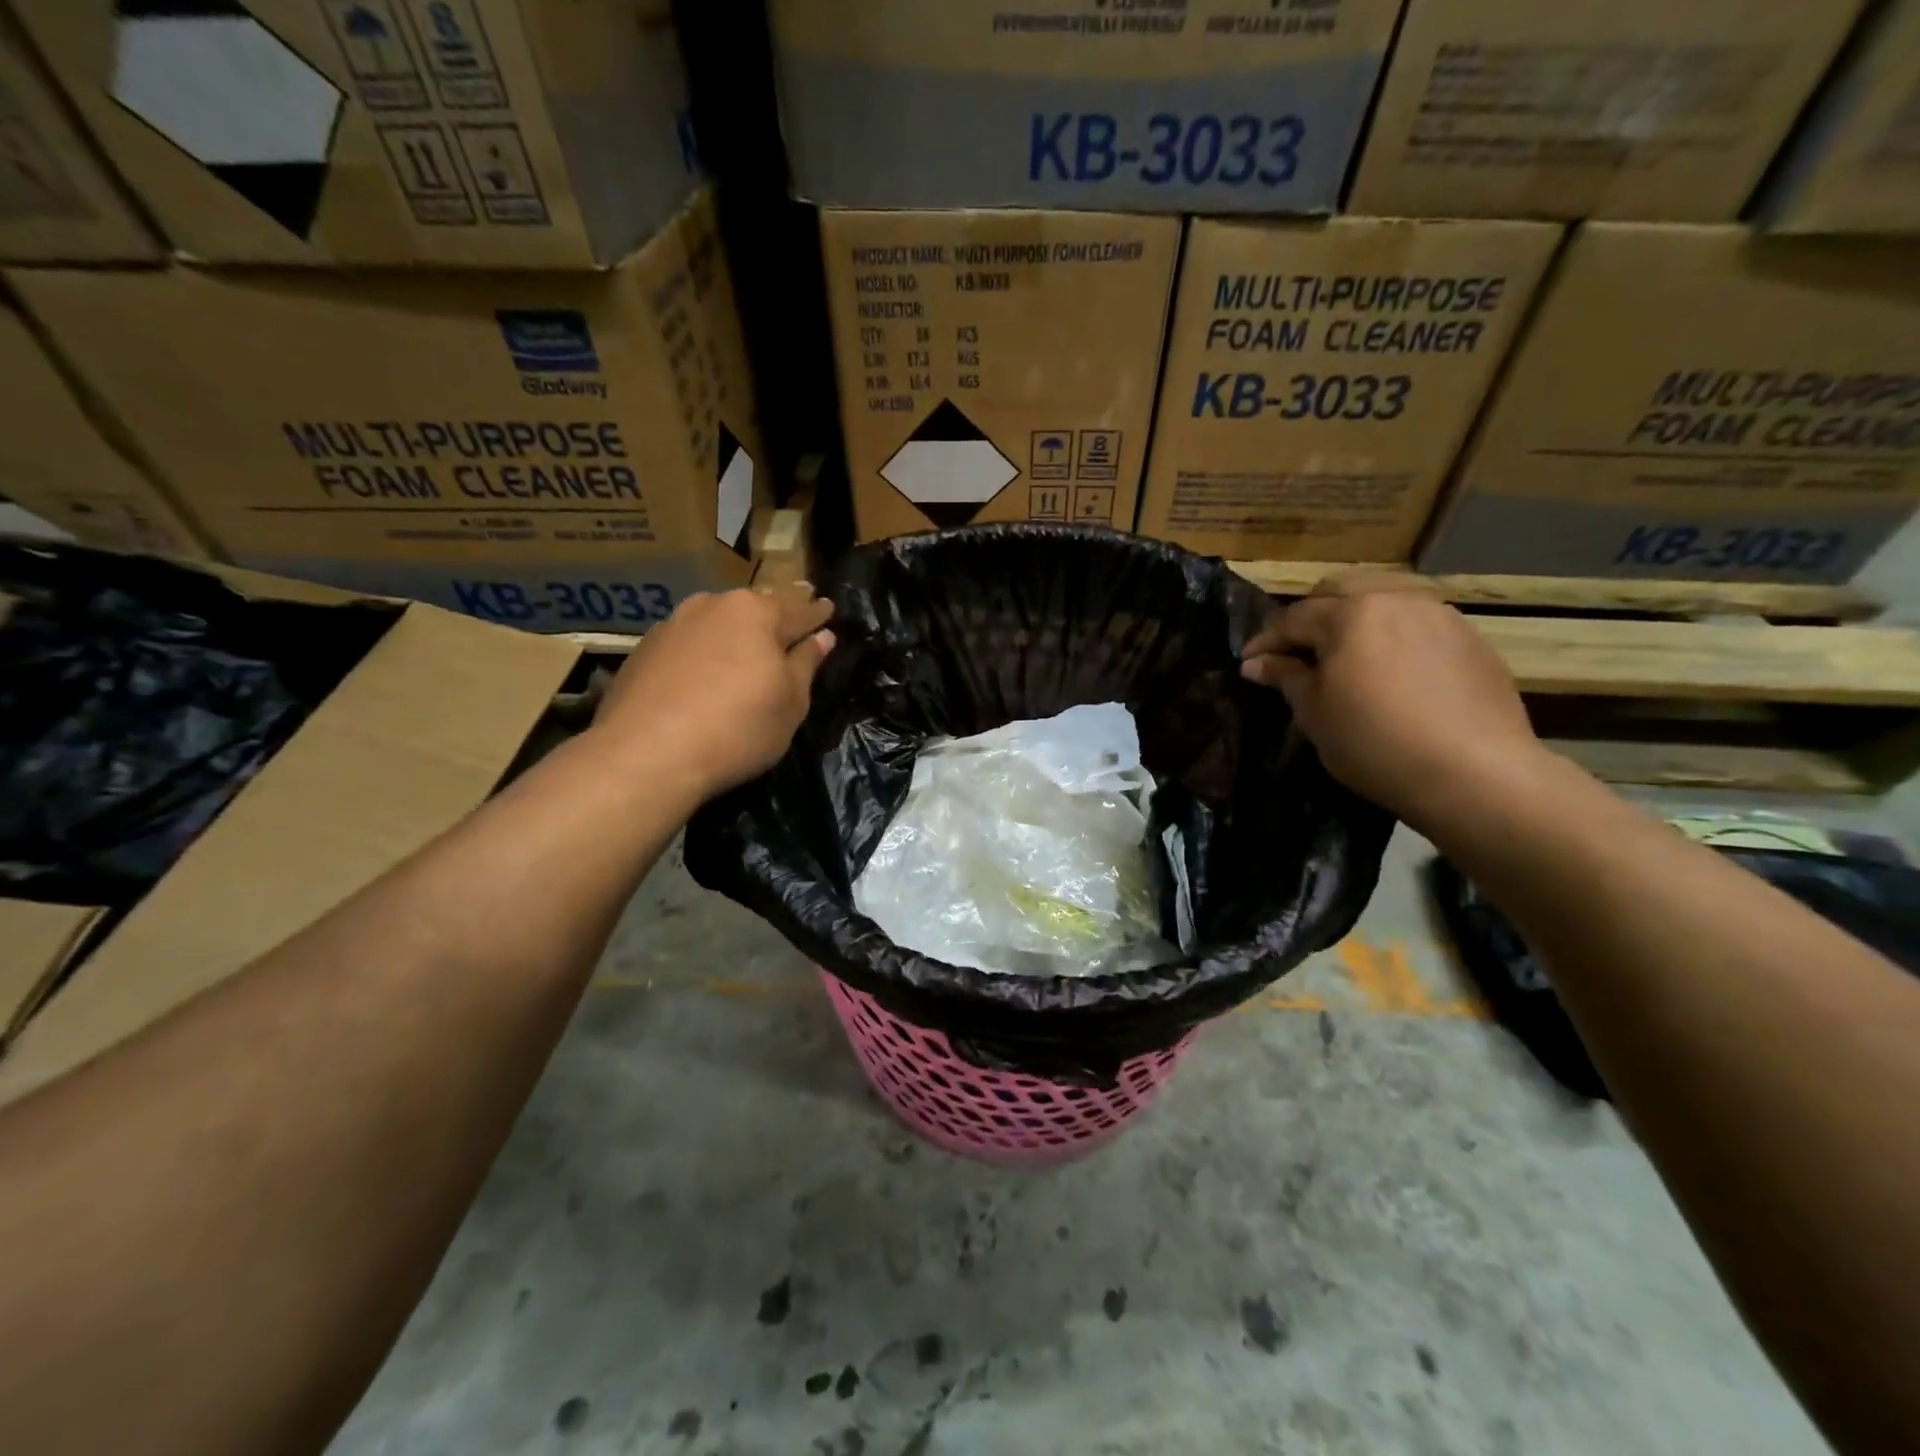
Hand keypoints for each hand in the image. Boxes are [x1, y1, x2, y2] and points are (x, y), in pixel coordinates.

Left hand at [593, 585, 834, 799]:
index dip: (817, 612)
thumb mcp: (790, 703)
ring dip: (734, 629)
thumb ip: (805, 664)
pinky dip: (703, 649)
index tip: (828, 607)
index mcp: (756, 613)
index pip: (799, 610)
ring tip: (747, 639)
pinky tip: (704, 667)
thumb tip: (821, 638)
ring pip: (716, 620)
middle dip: (776, 612)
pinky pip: (686, 642)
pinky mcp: (643, 650)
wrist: (647, 754)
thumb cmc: (738, 728)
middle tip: (793, 612)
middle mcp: (713, 606)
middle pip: (755, 608)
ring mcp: (673, 625)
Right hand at [1241, 571, 1546, 827]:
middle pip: (1340, 591)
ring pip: (1383, 598)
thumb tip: (1257, 663)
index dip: (1266, 641)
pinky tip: (1390, 667)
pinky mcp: (1470, 637)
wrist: (1475, 772)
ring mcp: (1438, 614)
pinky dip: (1392, 633)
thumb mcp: (1315, 715)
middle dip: (1311, 616)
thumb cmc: (1375, 744)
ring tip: (1345, 654)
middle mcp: (1394, 599)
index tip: (1248, 663)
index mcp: (1350, 615)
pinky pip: (1417, 620)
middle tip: (1296, 651)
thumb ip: (1286, 678)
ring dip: (1355, 618)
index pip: (1293, 618)